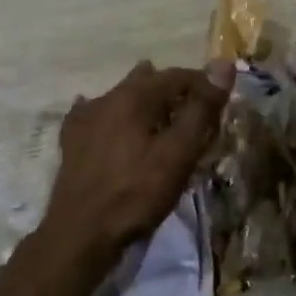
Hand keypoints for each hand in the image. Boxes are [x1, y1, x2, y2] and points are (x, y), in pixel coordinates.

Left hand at [39, 60, 233, 265]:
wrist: (81, 232)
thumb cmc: (137, 193)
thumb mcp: (179, 154)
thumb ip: (201, 109)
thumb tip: (223, 63)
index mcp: (135, 96)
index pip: (177, 76)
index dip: (202, 84)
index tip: (219, 103)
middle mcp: (107, 97)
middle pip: (147, 82)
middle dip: (172, 90)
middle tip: (192, 110)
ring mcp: (85, 119)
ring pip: (120, 96)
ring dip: (142, 101)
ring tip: (157, 114)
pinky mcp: (71, 141)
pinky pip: (93, 115)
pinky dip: (109, 115)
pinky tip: (107, 121)